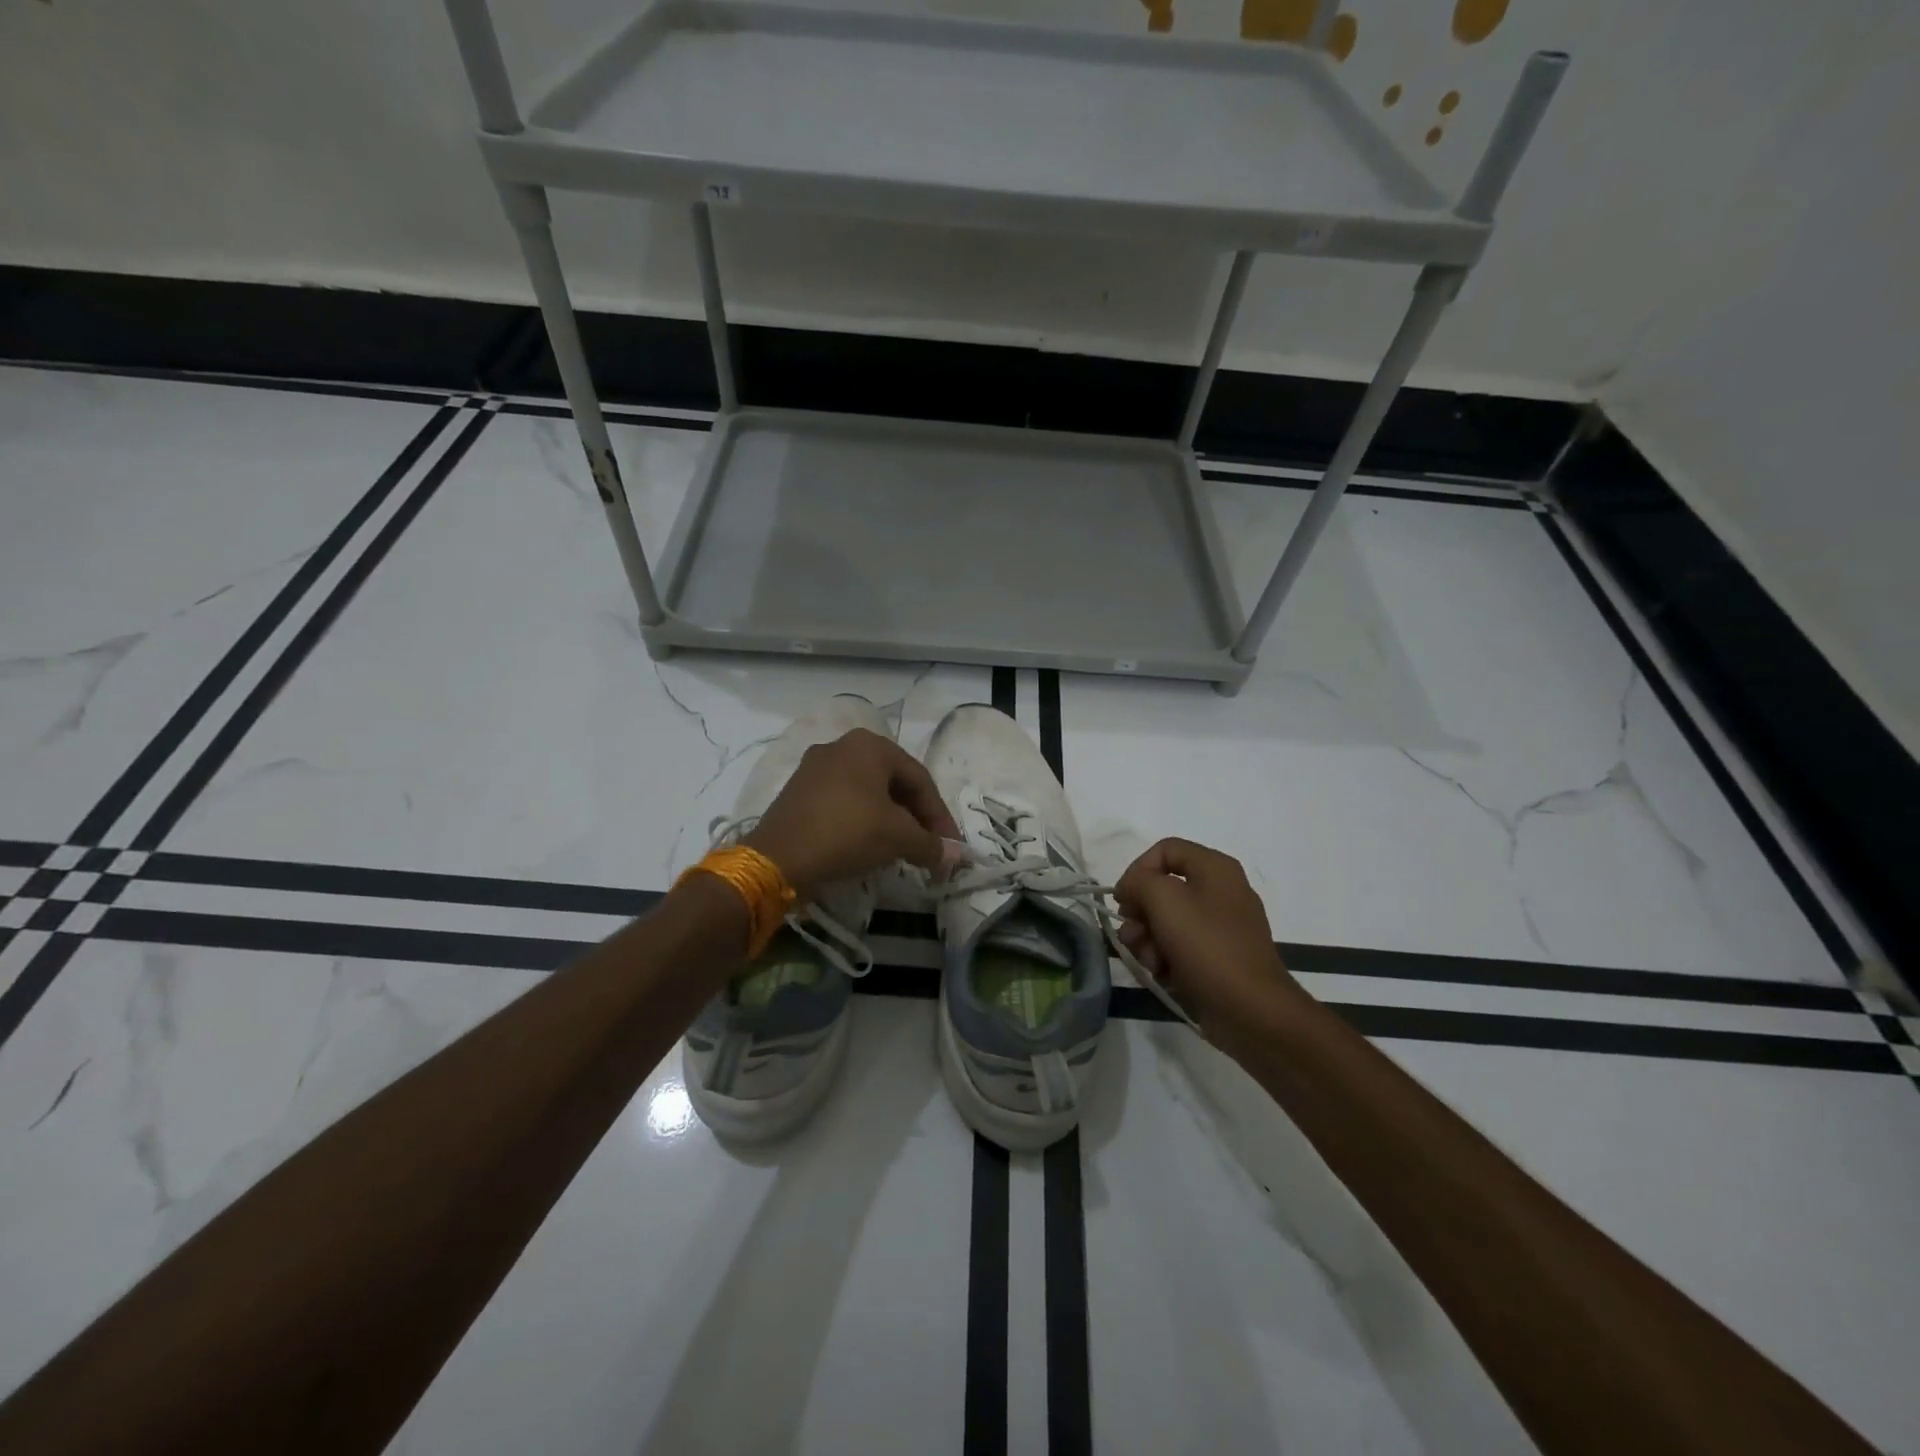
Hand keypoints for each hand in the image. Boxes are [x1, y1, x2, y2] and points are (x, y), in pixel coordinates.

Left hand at [743, 728, 959, 901]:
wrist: (778, 857)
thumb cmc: (847, 833)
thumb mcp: (898, 838)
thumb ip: (931, 844)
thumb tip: (954, 856)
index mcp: (870, 744)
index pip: (920, 780)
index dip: (940, 816)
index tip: (949, 847)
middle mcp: (842, 745)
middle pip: (893, 783)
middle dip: (915, 817)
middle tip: (928, 847)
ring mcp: (815, 767)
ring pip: (867, 793)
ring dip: (890, 820)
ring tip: (902, 849)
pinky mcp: (797, 791)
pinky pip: (843, 801)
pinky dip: (862, 821)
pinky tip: (867, 845)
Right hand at [1113, 838, 1304, 1039]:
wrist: (1251, 1011)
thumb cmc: (1208, 947)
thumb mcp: (1165, 900)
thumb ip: (1139, 881)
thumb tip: (1131, 889)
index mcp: (1215, 868)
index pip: (1164, 850)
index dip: (1137, 870)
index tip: (1123, 900)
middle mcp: (1219, 891)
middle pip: (1162, 888)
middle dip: (1140, 913)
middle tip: (1133, 934)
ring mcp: (1219, 927)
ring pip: (1166, 921)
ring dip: (1148, 940)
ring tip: (1151, 961)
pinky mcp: (1216, 957)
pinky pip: (1179, 946)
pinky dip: (1165, 958)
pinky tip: (1164, 974)